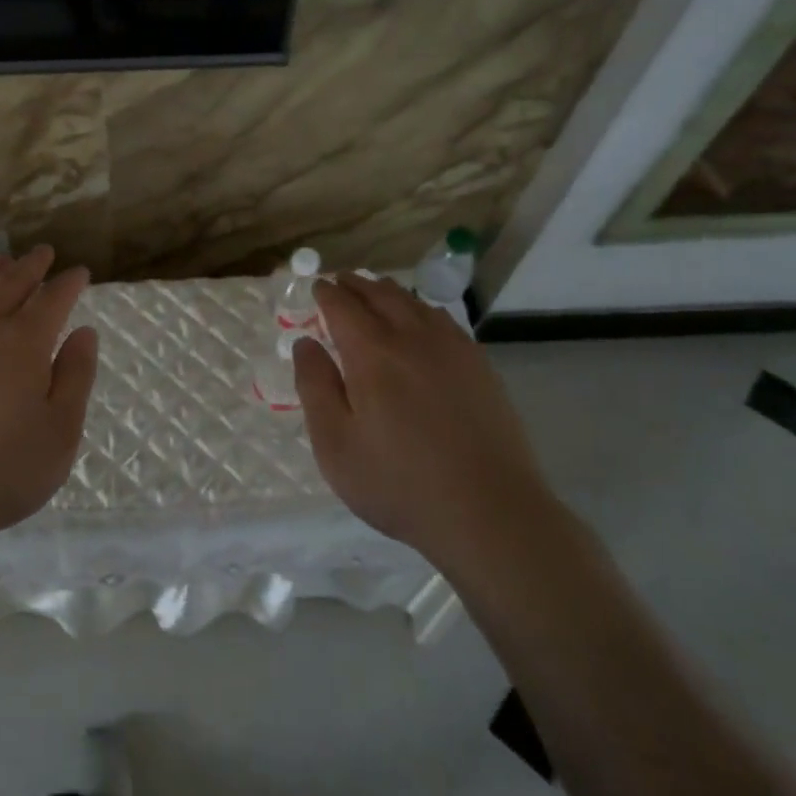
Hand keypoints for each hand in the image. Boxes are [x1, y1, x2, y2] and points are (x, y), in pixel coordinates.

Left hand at [0, 245, 99, 550]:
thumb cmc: (1, 471)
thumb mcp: (60, 432)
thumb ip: (75, 377)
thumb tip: (83, 332)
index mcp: (23, 345)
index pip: (51, 300)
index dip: (68, 283)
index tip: (79, 272)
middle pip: (9, 286)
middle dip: (31, 266)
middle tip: (44, 252)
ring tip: (3, 261)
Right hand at [292, 273, 553, 581]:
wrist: (490, 513)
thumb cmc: (399, 483)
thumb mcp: (335, 444)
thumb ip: (315, 387)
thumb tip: (306, 343)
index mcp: (373, 353)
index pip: (343, 306)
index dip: (326, 293)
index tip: (315, 287)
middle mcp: (413, 338)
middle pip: (381, 294)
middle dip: (356, 284)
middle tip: (340, 281)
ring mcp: (453, 350)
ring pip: (415, 304)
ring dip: (389, 292)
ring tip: (375, 291)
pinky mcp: (480, 367)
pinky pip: (444, 321)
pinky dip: (421, 310)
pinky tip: (421, 321)